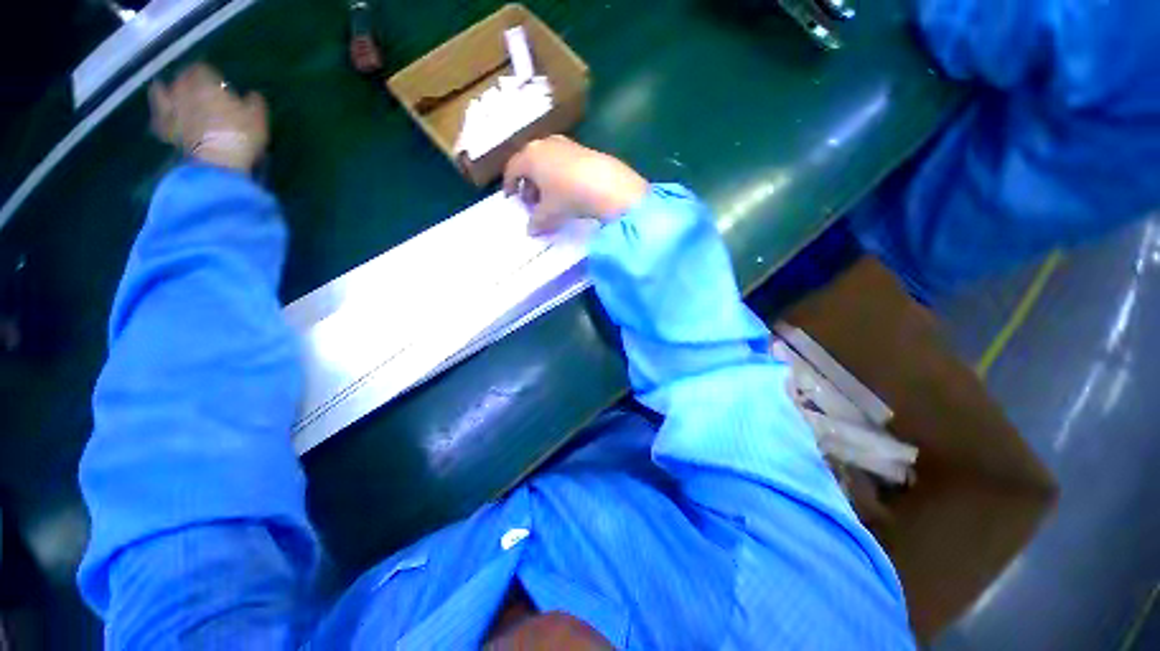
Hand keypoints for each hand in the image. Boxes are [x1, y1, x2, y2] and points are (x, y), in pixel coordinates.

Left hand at [148, 64, 268, 171]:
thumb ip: (254, 103)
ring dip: (168, 91)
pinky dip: (159, 114)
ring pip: (163, 93)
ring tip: (172, 92)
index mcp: (205, 84)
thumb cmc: (240, 137)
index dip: (209, 73)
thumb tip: (252, 95)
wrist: (218, 164)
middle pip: (182, 79)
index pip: (202, 69)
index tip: (217, 80)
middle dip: (188, 80)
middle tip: (197, 86)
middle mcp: (184, 91)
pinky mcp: (167, 130)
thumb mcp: (258, 119)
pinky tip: (162, 113)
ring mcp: (172, 111)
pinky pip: (158, 118)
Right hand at [503, 136, 648, 234]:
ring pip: (546, 160)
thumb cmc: (568, 196)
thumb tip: (530, 230)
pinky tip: (568, 189)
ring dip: (544, 178)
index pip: (512, 169)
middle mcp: (544, 144)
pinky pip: (562, 160)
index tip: (511, 197)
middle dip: (528, 182)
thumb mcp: (549, 213)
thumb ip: (536, 221)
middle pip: (529, 162)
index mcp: (530, 156)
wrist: (606, 184)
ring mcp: (564, 143)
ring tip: (550, 197)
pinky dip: (559, 173)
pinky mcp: (582, 148)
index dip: (509, 184)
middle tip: (531, 201)